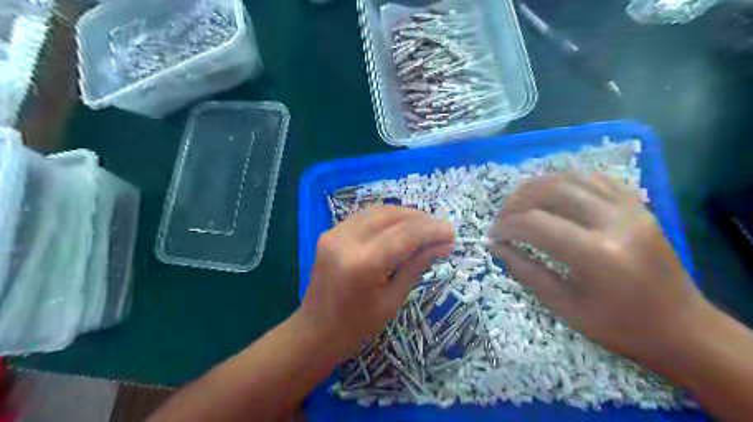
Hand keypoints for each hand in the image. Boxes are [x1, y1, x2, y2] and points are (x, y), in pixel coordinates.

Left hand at [299, 206, 451, 360]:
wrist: (314, 331)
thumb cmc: (356, 326)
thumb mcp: (393, 299)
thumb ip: (417, 265)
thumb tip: (444, 244)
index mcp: (363, 262)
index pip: (405, 233)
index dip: (432, 230)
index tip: (451, 233)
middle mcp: (346, 239)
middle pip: (391, 215)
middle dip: (420, 218)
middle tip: (440, 230)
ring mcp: (334, 233)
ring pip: (378, 211)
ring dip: (404, 215)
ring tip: (424, 227)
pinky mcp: (330, 233)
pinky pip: (365, 217)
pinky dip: (386, 219)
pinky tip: (400, 228)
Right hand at [492, 171, 708, 361]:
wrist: (683, 327)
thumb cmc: (619, 326)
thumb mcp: (564, 305)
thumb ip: (526, 271)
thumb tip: (497, 247)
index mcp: (596, 254)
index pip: (535, 224)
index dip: (506, 226)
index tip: (493, 236)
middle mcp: (614, 221)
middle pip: (551, 192)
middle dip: (517, 202)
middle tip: (503, 218)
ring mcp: (631, 209)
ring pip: (572, 178)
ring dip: (538, 186)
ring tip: (520, 202)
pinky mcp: (638, 206)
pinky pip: (596, 179)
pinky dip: (566, 181)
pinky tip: (552, 193)